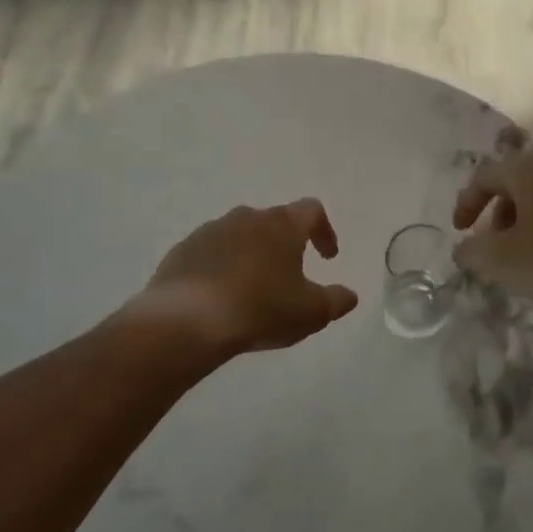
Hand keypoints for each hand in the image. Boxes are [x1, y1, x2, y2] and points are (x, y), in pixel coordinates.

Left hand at [144, 199, 358, 359]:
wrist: (186, 321)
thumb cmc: (260, 309)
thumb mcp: (311, 312)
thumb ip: (336, 301)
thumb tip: (350, 295)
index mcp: (282, 224)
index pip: (312, 210)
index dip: (324, 231)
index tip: (327, 256)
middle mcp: (247, 217)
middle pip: (274, 221)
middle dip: (284, 244)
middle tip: (288, 275)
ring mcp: (210, 230)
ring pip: (239, 235)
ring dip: (251, 255)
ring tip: (252, 288)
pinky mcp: (182, 251)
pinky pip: (209, 253)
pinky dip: (220, 268)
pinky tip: (219, 297)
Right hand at [451, 147, 532, 311]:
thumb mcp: (505, 261)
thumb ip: (474, 252)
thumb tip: (464, 248)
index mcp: (530, 169)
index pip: (486, 174)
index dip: (467, 202)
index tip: (461, 232)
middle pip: (518, 182)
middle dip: (499, 214)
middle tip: (495, 247)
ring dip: (528, 221)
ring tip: (527, 256)